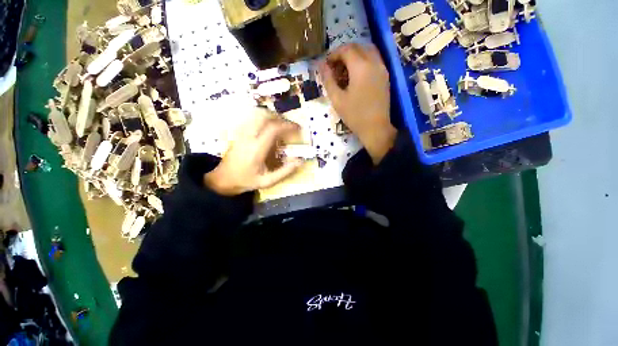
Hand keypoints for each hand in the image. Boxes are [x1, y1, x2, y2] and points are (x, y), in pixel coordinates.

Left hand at [204, 109, 303, 195]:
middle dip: (280, 117)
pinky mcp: (239, 133)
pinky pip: (251, 119)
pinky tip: (269, 126)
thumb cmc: (246, 180)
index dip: (287, 125)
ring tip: (281, 124)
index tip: (298, 128)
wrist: (223, 179)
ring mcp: (242, 133)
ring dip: (271, 116)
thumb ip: (284, 172)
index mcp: (257, 149)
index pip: (273, 129)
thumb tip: (300, 161)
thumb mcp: (267, 181)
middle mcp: (249, 137)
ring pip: (256, 114)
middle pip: (264, 116)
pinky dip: (263, 118)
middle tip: (289, 125)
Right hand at [319, 43, 396, 163]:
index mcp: (361, 67)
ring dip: (354, 55)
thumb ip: (328, 80)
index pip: (346, 49)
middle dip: (344, 53)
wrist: (375, 128)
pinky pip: (374, 60)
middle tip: (334, 67)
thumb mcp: (337, 99)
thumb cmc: (354, 115)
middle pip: (358, 47)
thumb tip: (320, 65)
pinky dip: (363, 61)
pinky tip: (356, 75)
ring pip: (368, 51)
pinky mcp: (385, 76)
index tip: (326, 64)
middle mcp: (374, 62)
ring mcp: (382, 68)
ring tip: (344, 70)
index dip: (334, 54)